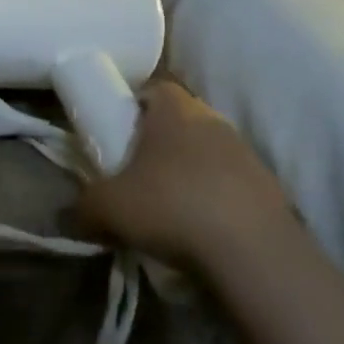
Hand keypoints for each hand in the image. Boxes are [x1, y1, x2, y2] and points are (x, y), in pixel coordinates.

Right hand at [80, 80, 293, 268]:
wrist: (253, 255)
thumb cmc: (169, 208)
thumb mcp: (106, 208)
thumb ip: (82, 204)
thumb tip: (73, 213)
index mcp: (175, 111)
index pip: (155, 88)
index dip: (133, 105)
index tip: (117, 132)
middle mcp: (215, 122)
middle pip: (182, 120)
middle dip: (159, 142)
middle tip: (135, 171)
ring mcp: (249, 156)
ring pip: (209, 153)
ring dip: (189, 172)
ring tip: (167, 205)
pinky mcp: (271, 190)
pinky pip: (232, 185)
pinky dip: (215, 199)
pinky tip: (199, 228)